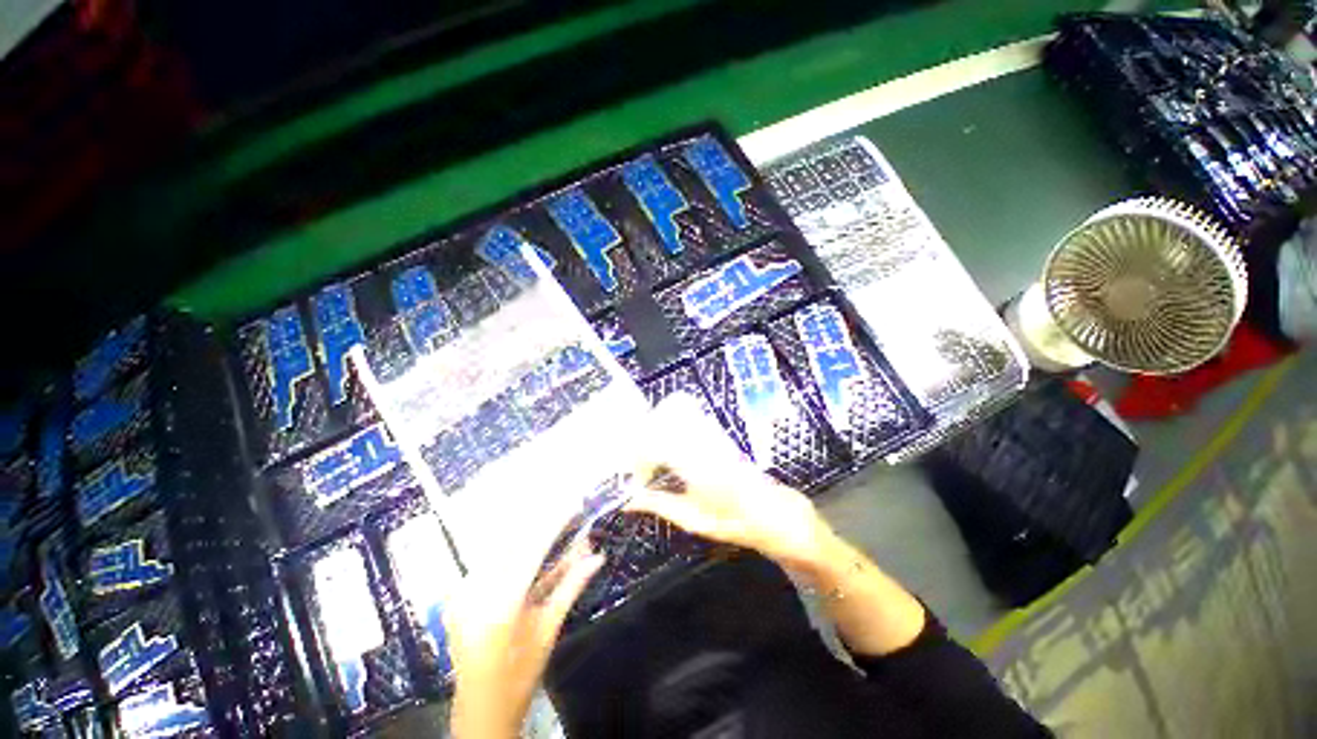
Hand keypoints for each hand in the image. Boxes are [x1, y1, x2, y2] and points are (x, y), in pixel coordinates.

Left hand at [443, 501, 604, 738]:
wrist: (480, 710)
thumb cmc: (519, 676)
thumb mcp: (548, 630)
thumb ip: (571, 586)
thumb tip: (598, 556)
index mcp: (499, 604)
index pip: (530, 549)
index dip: (554, 522)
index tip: (574, 503)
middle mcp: (475, 591)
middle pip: (513, 541)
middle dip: (543, 522)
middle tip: (568, 508)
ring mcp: (462, 592)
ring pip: (501, 547)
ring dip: (529, 532)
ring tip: (555, 523)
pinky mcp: (459, 593)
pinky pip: (490, 560)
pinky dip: (513, 549)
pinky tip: (532, 544)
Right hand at [623, 401, 836, 570]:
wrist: (776, 512)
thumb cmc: (736, 521)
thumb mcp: (693, 519)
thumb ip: (659, 504)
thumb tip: (628, 501)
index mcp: (694, 463)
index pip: (654, 442)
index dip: (637, 456)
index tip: (635, 476)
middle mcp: (702, 441)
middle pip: (662, 419)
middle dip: (644, 438)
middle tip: (640, 464)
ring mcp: (711, 433)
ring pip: (675, 414)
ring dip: (658, 431)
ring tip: (653, 457)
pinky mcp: (717, 433)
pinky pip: (688, 419)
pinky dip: (671, 428)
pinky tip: (671, 451)